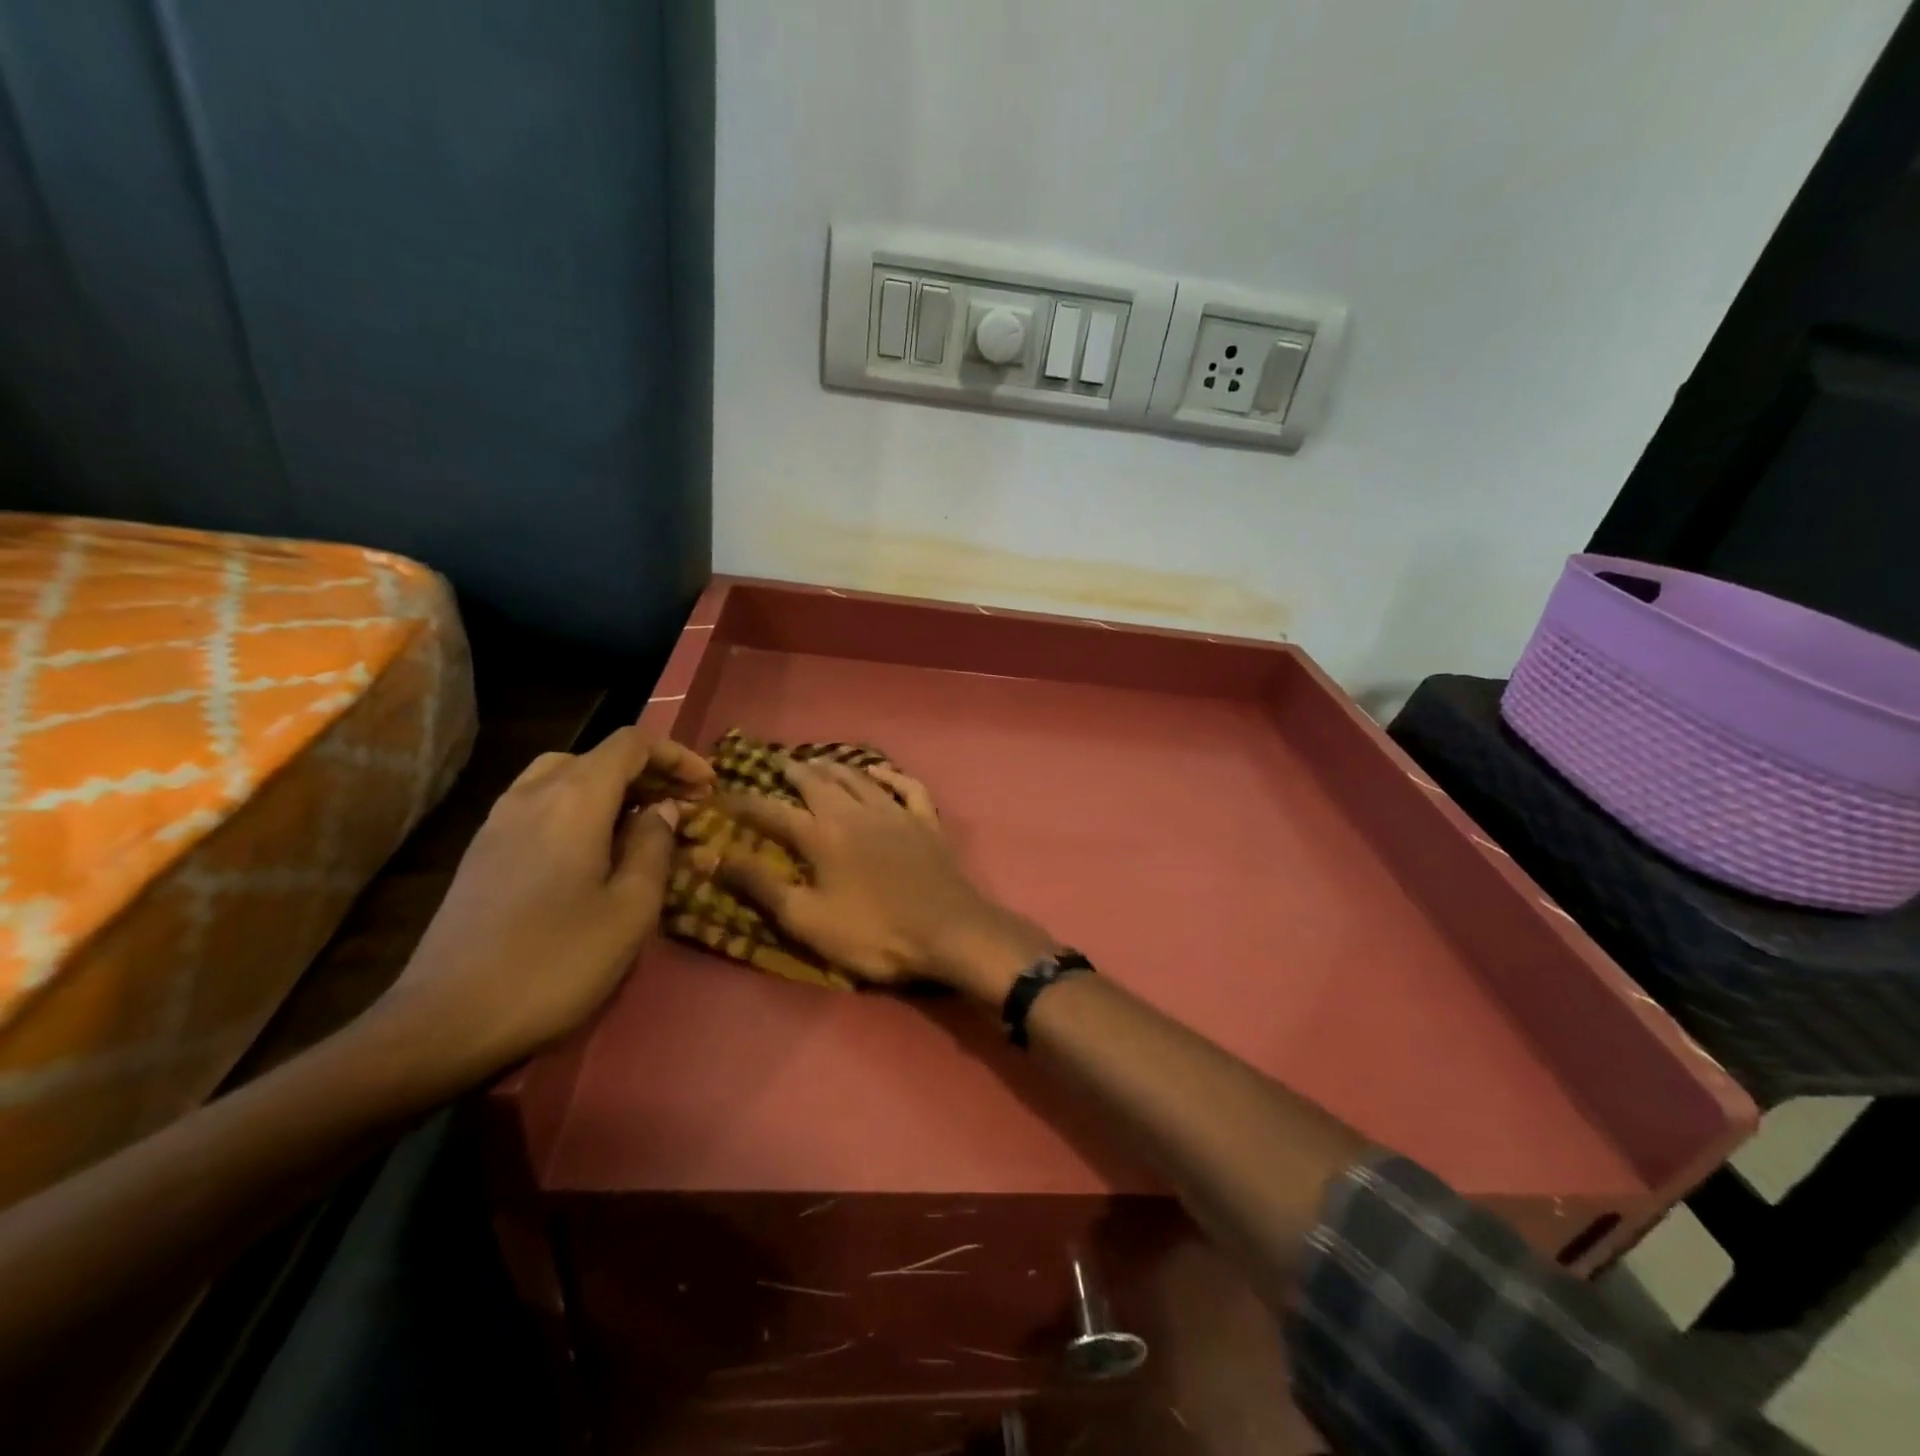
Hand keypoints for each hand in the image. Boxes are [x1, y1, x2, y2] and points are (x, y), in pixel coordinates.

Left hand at [374, 727, 712, 1075]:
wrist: (447, 1020)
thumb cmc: (557, 961)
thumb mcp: (631, 907)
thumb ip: (654, 846)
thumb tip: (662, 810)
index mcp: (574, 798)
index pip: (631, 745)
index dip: (676, 756)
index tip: (708, 786)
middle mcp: (533, 794)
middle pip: (598, 756)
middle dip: (648, 772)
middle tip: (683, 805)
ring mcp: (499, 821)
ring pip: (564, 776)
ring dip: (612, 787)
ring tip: (641, 821)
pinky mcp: (483, 851)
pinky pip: (540, 803)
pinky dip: (579, 806)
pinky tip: (594, 849)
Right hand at [714, 760, 1053, 998]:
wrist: (947, 931)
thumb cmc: (873, 933)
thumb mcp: (807, 919)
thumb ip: (760, 886)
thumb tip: (712, 857)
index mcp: (822, 835)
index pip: (772, 811)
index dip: (743, 802)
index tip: (721, 794)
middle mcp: (855, 812)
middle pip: (817, 782)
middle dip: (792, 771)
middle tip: (776, 762)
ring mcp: (895, 812)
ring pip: (859, 778)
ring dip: (835, 767)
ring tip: (818, 761)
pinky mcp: (925, 821)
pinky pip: (907, 787)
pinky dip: (891, 776)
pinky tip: (880, 773)